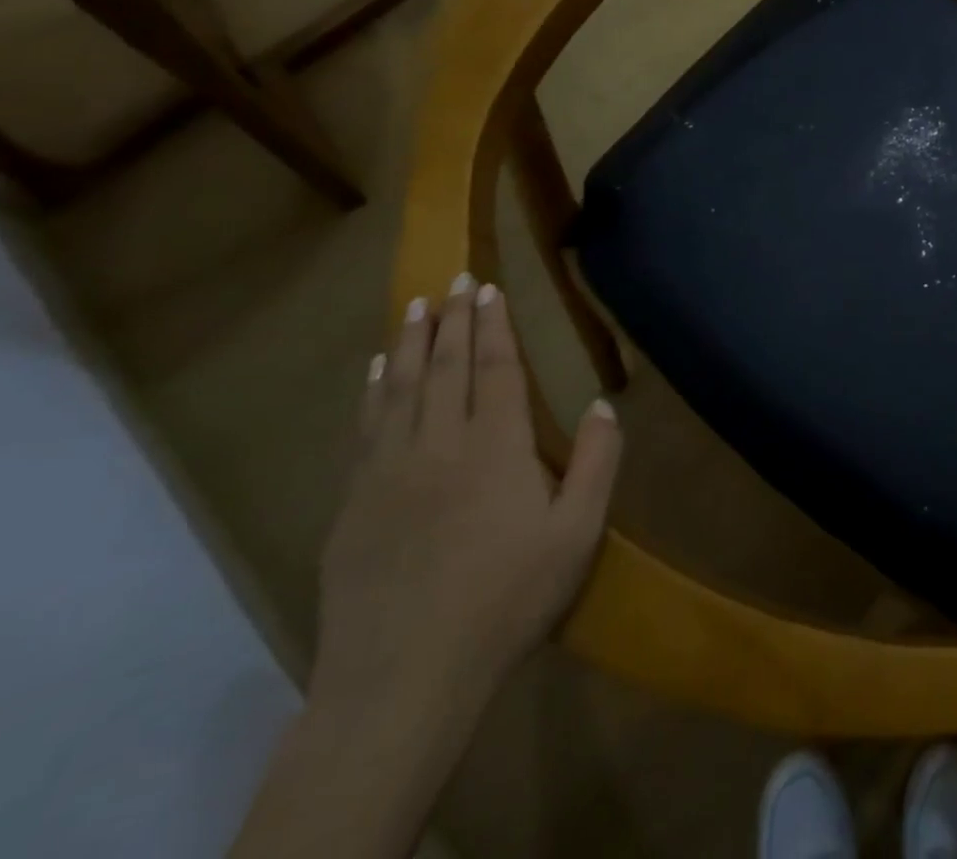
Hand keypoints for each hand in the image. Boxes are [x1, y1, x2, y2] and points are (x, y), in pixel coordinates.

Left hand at [311, 276, 622, 726]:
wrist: (404, 678)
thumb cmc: (506, 600)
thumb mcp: (578, 534)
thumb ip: (597, 463)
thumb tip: (602, 404)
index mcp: (497, 448)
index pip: (497, 370)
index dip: (494, 326)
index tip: (489, 288)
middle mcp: (440, 445)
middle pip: (446, 368)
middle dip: (453, 319)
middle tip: (454, 278)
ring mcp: (389, 473)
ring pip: (400, 389)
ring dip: (409, 343)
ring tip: (414, 306)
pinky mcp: (354, 504)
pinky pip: (365, 429)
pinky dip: (371, 392)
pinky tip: (373, 372)